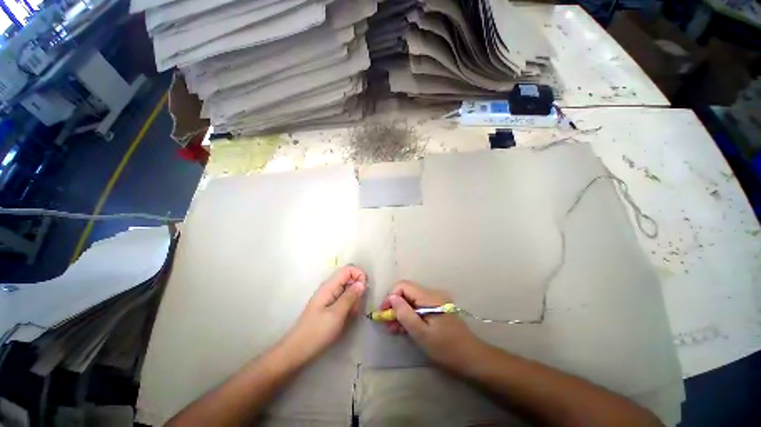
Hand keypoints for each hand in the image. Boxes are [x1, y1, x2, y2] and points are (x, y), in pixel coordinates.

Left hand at [282, 266, 366, 363]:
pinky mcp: (329, 305)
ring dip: (354, 299)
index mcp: (330, 286)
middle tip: (356, 306)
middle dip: (357, 289)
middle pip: (349, 278)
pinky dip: (349, 305)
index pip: (348, 269)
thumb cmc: (317, 332)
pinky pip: (344, 299)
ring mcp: (329, 296)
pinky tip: (347, 317)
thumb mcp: (336, 314)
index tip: (364, 289)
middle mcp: (330, 287)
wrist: (297, 350)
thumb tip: (362, 283)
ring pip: (348, 289)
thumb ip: (350, 297)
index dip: (359, 275)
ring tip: (351, 314)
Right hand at [380, 280, 483, 371]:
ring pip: (411, 300)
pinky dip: (409, 315)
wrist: (471, 357)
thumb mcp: (421, 334)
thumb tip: (391, 297)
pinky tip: (403, 328)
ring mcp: (435, 301)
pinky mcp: (436, 308)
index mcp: (429, 297)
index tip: (384, 313)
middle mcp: (432, 294)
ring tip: (392, 329)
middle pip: (407, 292)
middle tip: (387, 324)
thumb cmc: (446, 348)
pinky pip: (418, 307)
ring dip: (401, 312)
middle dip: (395, 306)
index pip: (403, 286)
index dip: (391, 297)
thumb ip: (405, 314)